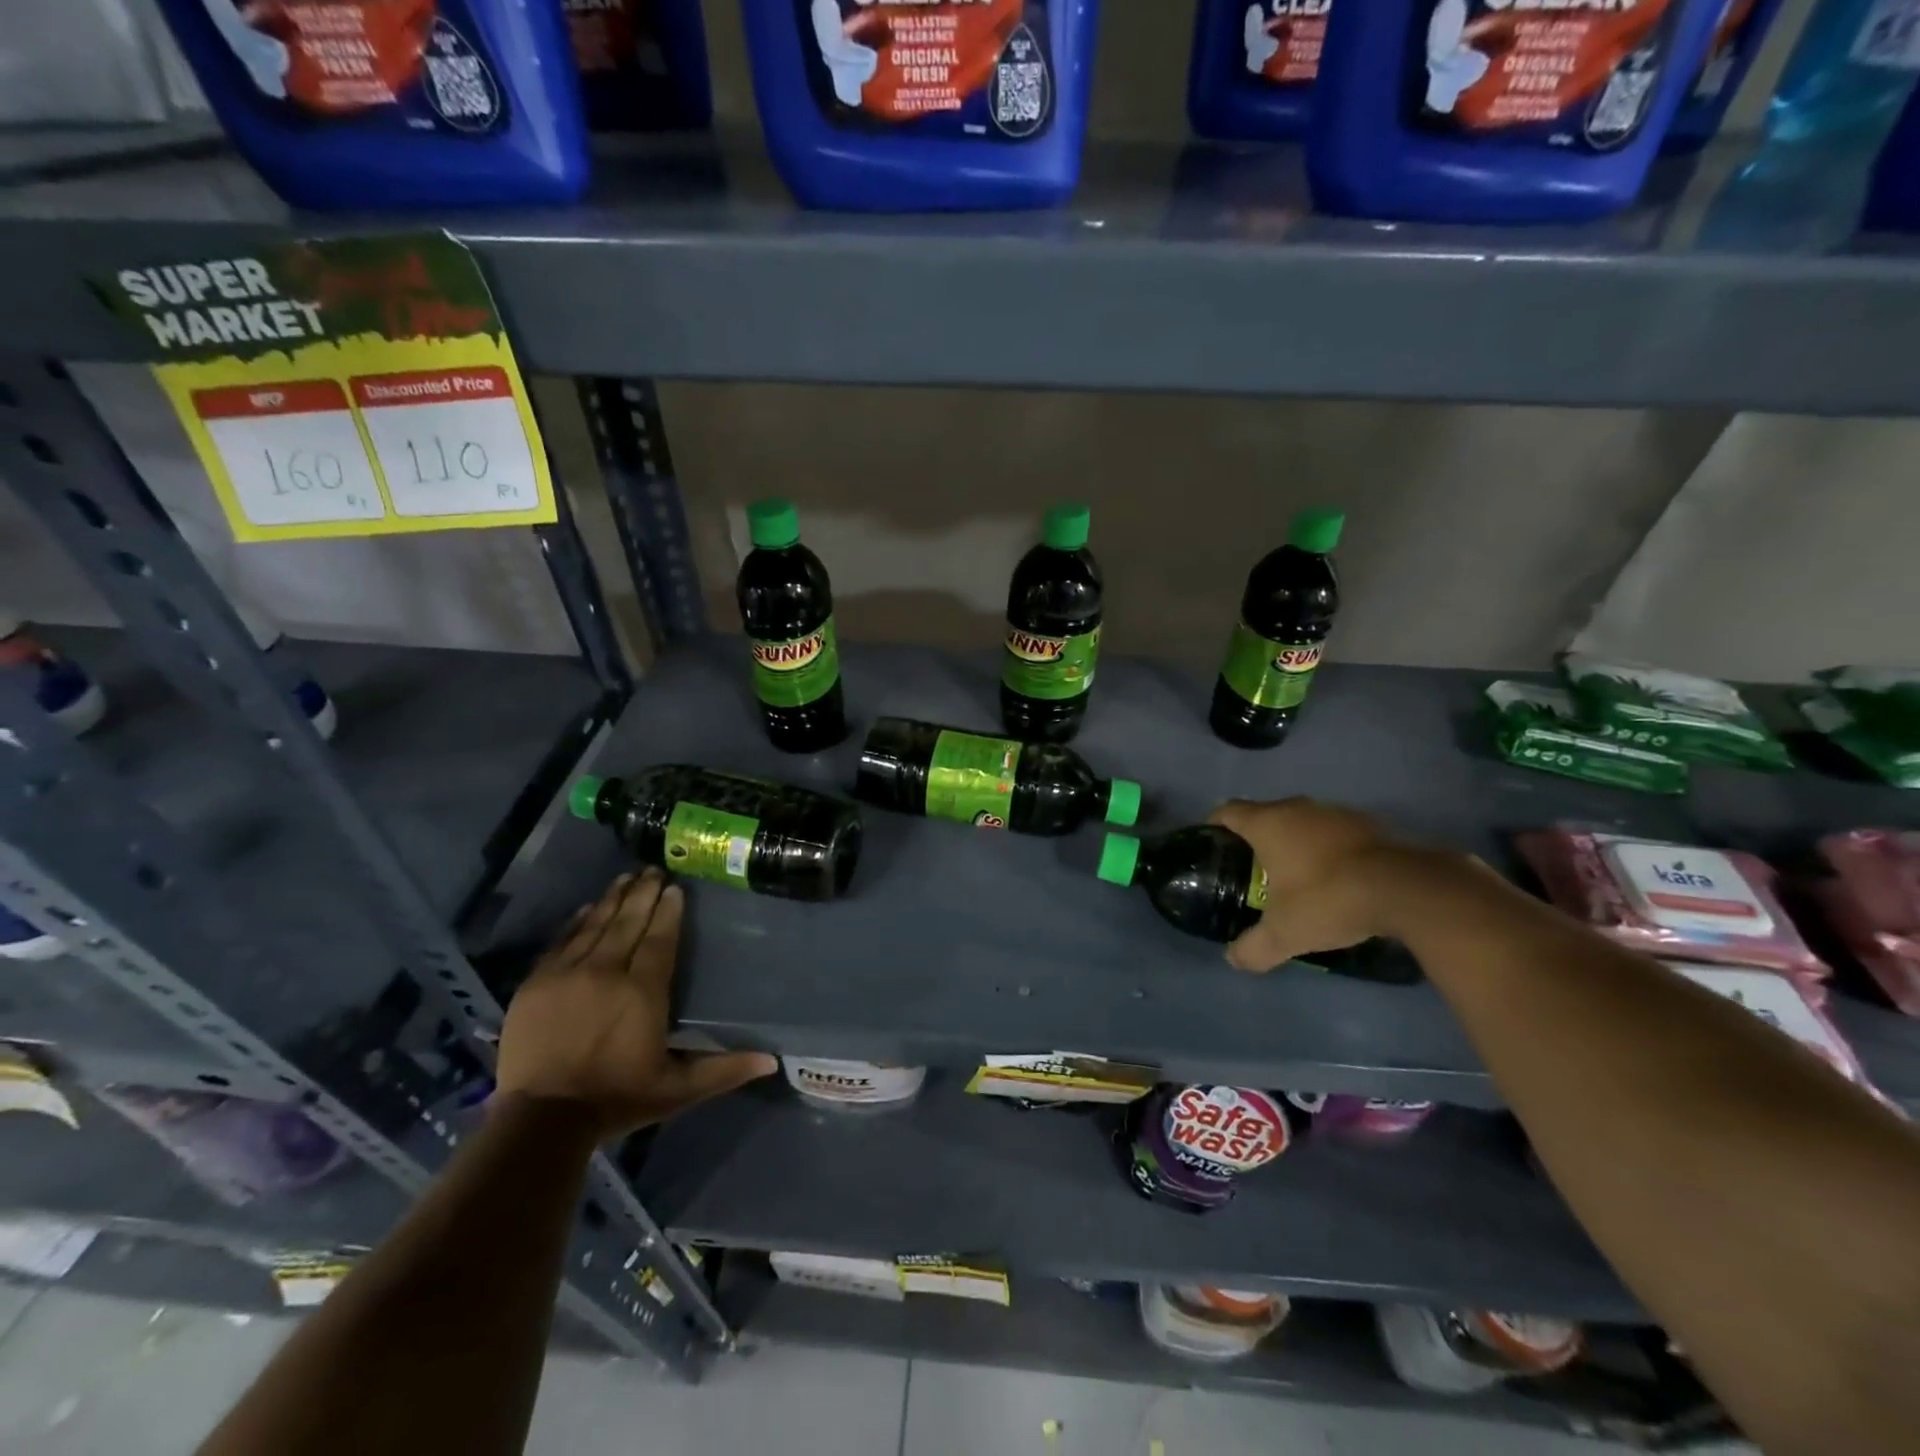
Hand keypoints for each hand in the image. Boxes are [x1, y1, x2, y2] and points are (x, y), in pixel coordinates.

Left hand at [494, 870, 776, 1138]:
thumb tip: (771, 1061)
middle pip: (629, 923)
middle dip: (643, 893)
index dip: (669, 911)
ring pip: (595, 925)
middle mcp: (607, 972)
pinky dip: (576, 922)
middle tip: (654, 869)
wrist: (541, 1121)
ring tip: (626, 877)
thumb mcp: (678, 1089)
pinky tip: (586, 908)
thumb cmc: (616, 1099)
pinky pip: (561, 941)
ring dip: (613, 899)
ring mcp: (567, 974)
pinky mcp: (536, 984)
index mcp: (643, 992)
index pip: (660, 939)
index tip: (676, 888)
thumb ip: (724, 1070)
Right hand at [1207, 797, 1403, 972]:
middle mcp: (1297, 808)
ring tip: (1297, 872)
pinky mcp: (1369, 824)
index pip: (1228, 811)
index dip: (1216, 825)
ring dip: (1297, 840)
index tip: (1214, 844)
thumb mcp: (1284, 934)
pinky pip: (1335, 832)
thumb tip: (1233, 960)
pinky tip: (1336, 875)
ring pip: (1303, 820)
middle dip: (1258, 836)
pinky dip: (1329, 848)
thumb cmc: (1327, 899)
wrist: (1404, 889)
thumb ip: (1253, 948)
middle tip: (1254, 868)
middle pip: (1265, 813)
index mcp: (1267, 824)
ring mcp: (1335, 813)